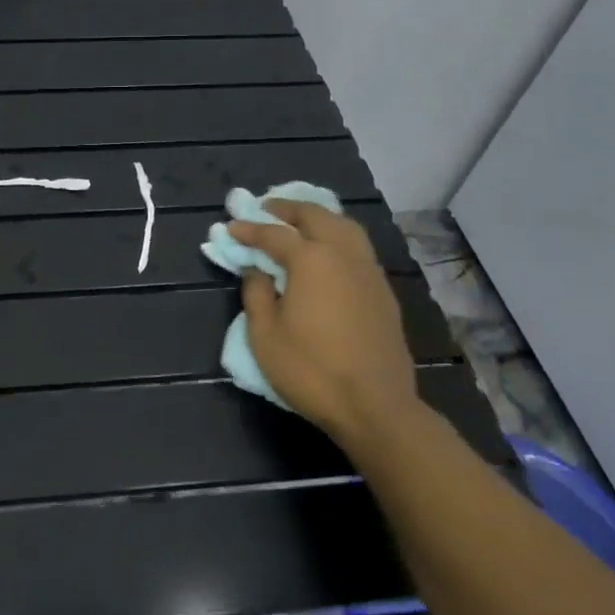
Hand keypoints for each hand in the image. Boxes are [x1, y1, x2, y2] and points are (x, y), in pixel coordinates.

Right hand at [228, 201, 420, 453]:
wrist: (375, 406)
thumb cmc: (311, 370)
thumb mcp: (265, 334)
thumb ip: (257, 293)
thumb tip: (256, 270)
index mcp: (312, 260)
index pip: (274, 234)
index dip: (250, 228)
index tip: (231, 227)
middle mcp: (344, 255)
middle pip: (316, 216)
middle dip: (288, 209)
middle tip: (266, 209)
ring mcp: (369, 272)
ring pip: (345, 227)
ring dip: (319, 217)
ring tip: (299, 222)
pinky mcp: (383, 292)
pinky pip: (358, 248)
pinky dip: (338, 237)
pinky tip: (327, 252)